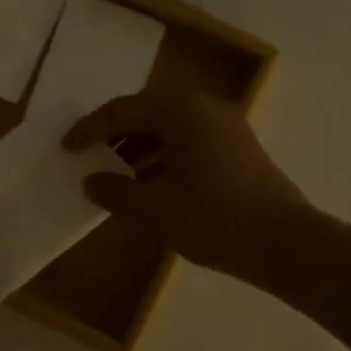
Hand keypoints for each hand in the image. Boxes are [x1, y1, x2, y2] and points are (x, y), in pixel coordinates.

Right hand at [62, 91, 312, 283]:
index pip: (123, 111)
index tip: (67, 148)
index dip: (90, 130)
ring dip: (141, 147)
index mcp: (181, 112)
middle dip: (116, 135)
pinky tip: (152, 184)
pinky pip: (190, 141)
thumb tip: (92, 182)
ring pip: (171, 127)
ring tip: (117, 174)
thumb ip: (116, 191)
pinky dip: (165, 156)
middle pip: (148, 112)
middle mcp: (205, 108)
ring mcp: (226, 126)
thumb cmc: (213, 219)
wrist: (283, 242)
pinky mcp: (239, 148)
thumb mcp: (155, 209)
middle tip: (91, 156)